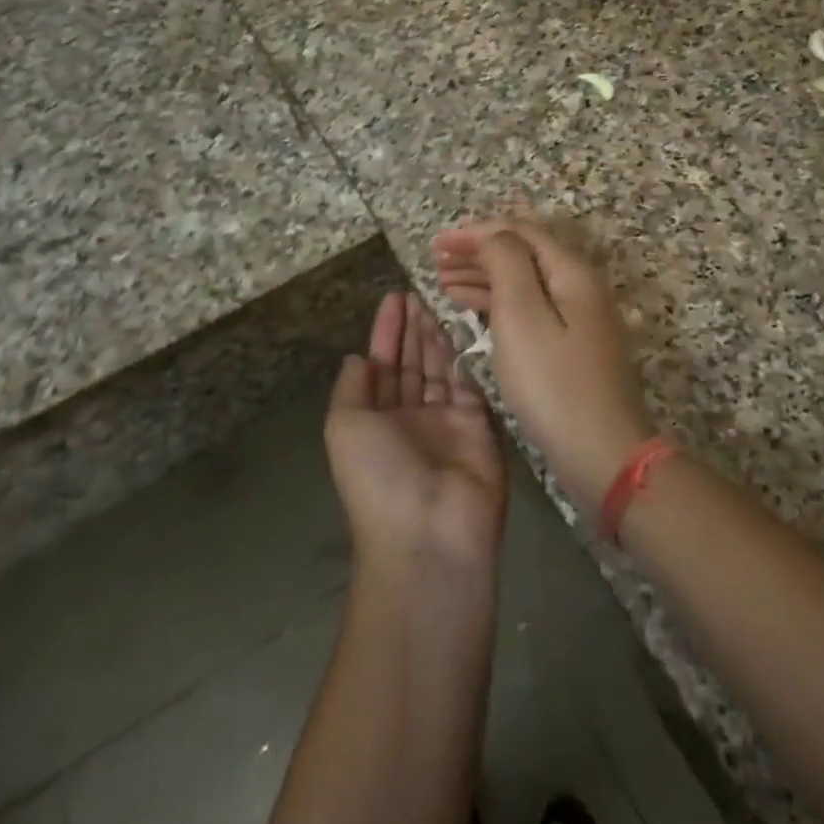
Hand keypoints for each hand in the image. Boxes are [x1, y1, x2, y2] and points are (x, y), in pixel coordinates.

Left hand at [325, 293, 507, 580]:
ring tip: (437, 300)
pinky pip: (469, 383)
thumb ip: (352, 386)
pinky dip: (465, 356)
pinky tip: (462, 327)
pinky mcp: (478, 424)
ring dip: (436, 335)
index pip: (381, 366)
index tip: (394, 297)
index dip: (385, 332)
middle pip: (411, 363)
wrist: (430, 532)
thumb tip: (358, 357)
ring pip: (439, 368)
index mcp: (374, 420)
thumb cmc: (378, 476)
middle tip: (419, 291)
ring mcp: (445, 421)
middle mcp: (408, 418)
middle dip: (412, 328)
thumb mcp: (345, 427)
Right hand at [433, 220, 653, 512]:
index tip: (437, 243)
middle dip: (478, 252)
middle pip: (524, 254)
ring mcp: (581, 317)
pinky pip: (531, 309)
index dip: (476, 231)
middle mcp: (581, 287)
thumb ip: (506, 264)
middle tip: (436, 261)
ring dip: (485, 277)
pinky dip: (500, 304)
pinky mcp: (574, 345)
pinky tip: (475, 312)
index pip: (520, 231)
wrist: (602, 451)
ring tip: (444, 284)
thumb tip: (493, 236)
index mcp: (572, 272)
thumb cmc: (553, 383)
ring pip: (526, 282)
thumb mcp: (522, 316)